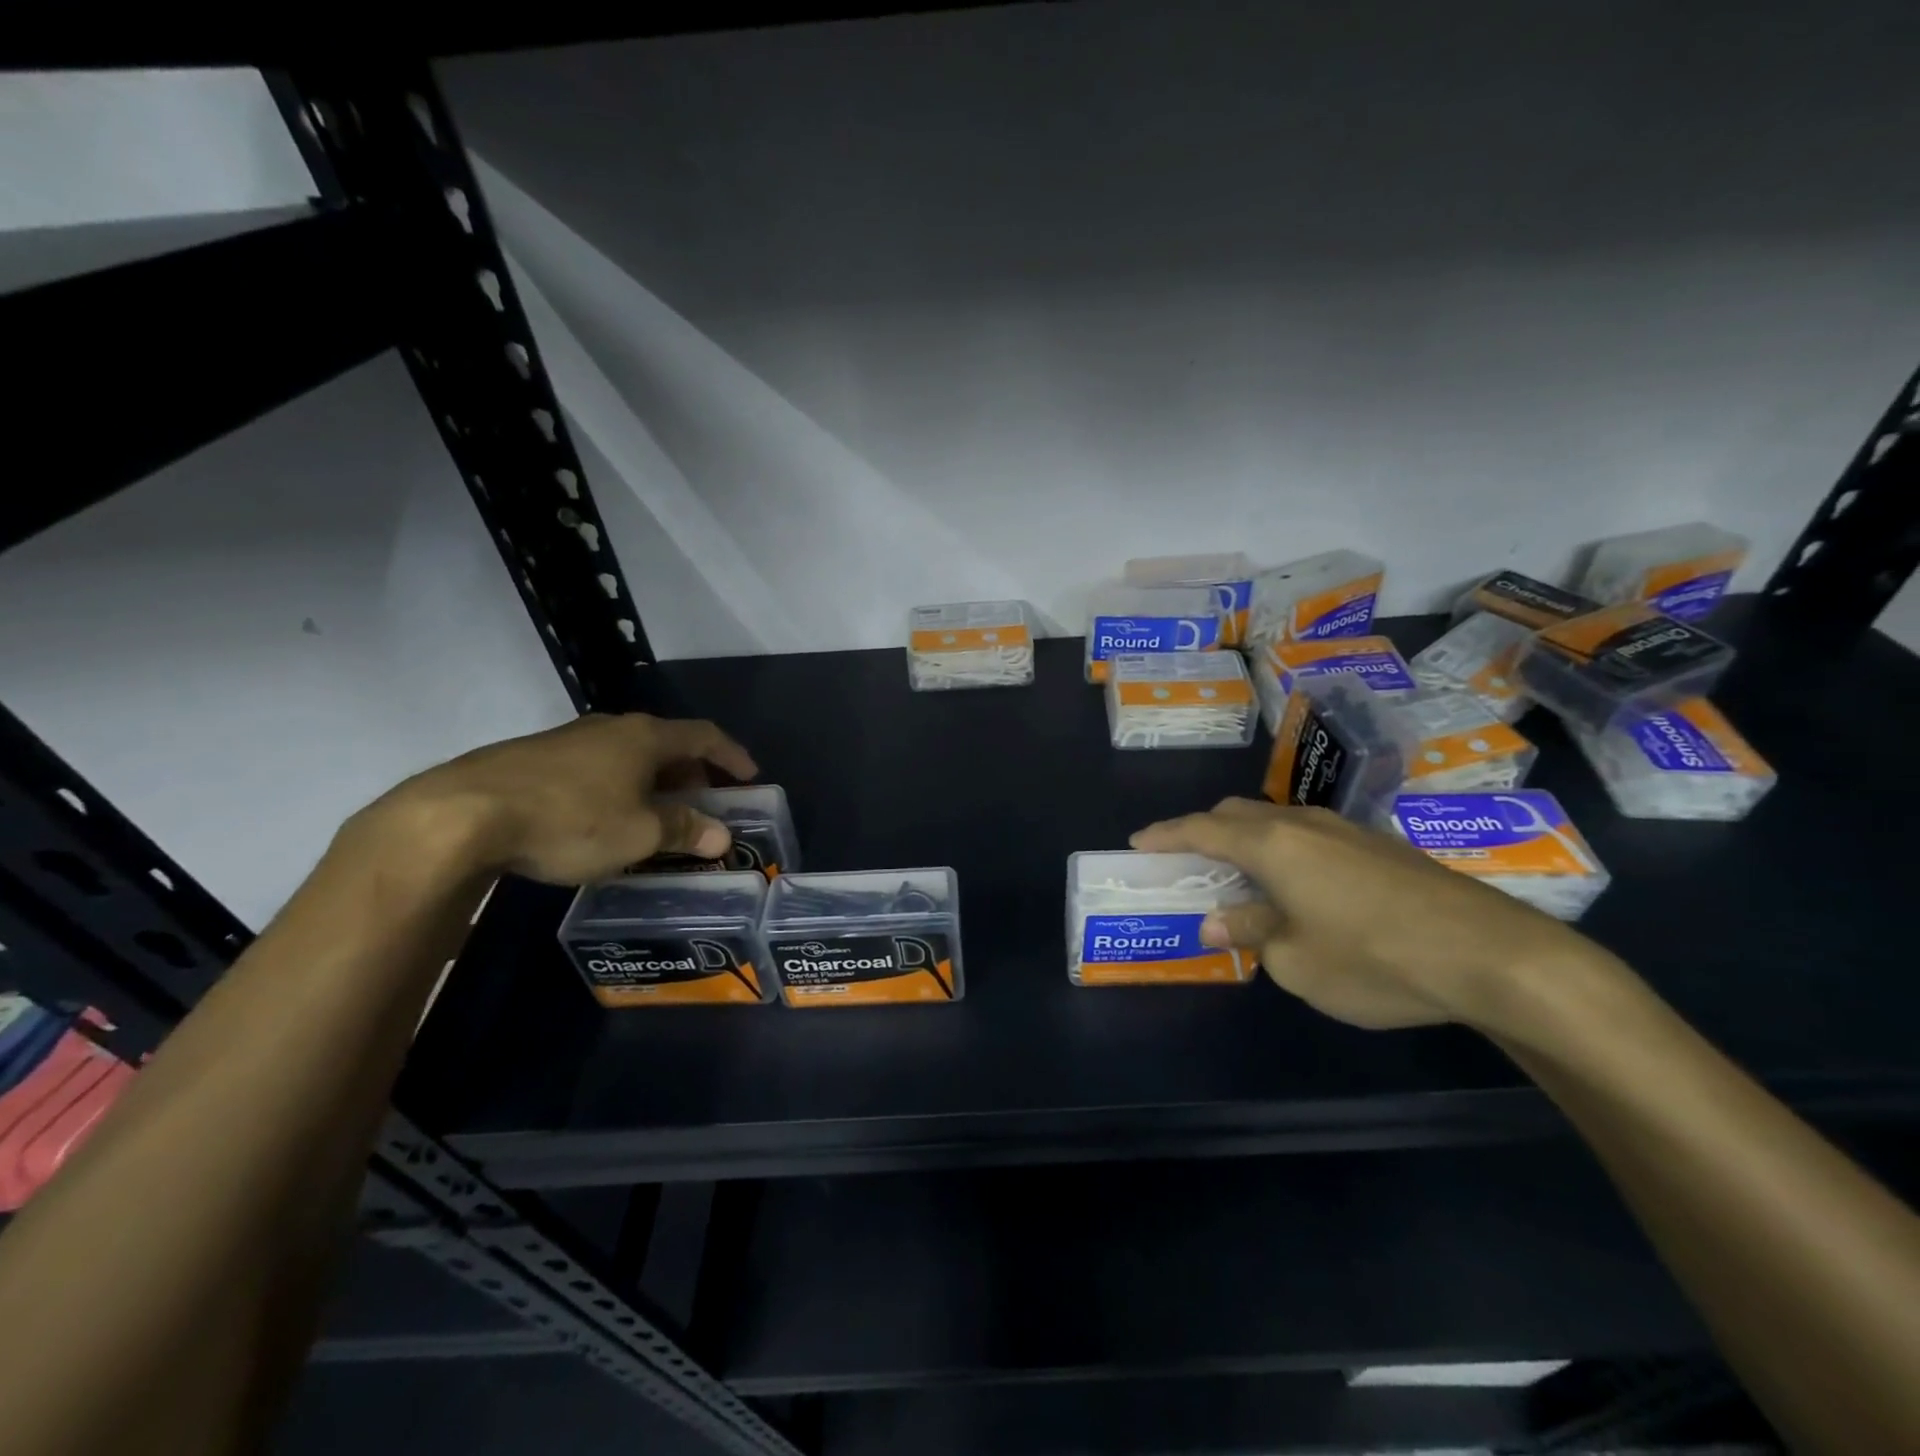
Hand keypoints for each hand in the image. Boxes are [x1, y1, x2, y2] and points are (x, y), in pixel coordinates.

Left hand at [368, 714, 758, 885]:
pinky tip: (604, 818)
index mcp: (645, 738)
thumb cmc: (570, 820)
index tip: (751, 777)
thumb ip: (684, 831)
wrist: (462, 815)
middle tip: (703, 803)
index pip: (704, 736)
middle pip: (666, 743)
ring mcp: (569, 739)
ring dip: (653, 781)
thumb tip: (722, 836)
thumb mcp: (639, 833)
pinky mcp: (534, 758)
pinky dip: (618, 786)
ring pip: (628, 755)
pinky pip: (596, 767)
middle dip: (692, 773)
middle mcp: (611, 728)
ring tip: (656, 814)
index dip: (732, 755)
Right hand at [1131, 798, 1605, 1029]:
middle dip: (1205, 833)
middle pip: (1237, 814)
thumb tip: (1221, 919)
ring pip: (1277, 823)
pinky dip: (1286, 853)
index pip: (1201, 829)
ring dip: (1248, 843)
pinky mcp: (1380, 845)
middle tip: (1188, 864)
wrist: (1493, 954)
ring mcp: (1347, 830)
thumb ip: (1251, 931)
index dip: (1165, 835)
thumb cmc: (1375, 958)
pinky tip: (1300, 889)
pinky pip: (1311, 838)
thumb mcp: (1297, 960)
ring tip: (1242, 880)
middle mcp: (1304, 823)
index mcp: (1272, 844)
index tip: (1138, 843)